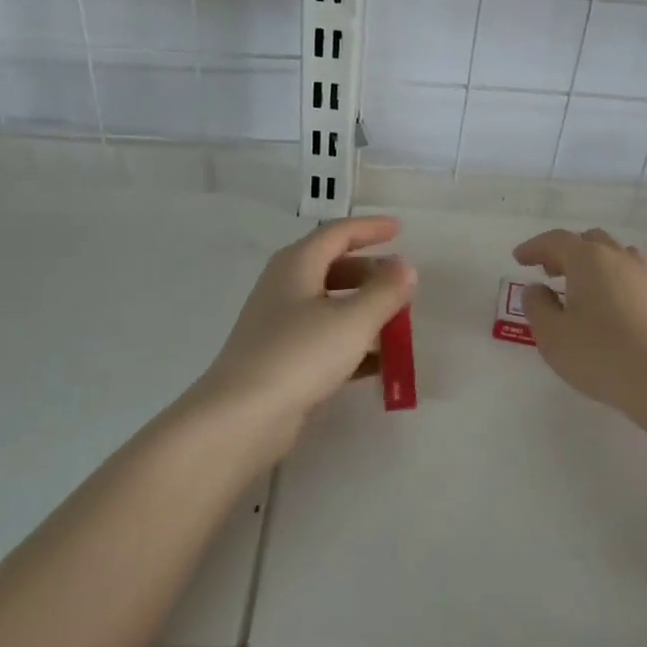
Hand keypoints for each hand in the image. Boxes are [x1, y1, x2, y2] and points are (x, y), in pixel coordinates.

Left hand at [194, 216, 416, 455]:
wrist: (241, 417)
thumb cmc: (299, 355)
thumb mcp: (352, 320)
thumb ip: (384, 292)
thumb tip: (405, 267)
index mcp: (297, 265)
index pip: (338, 233)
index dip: (370, 228)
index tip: (400, 230)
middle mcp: (285, 288)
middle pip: (333, 268)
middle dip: (371, 273)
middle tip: (402, 285)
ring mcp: (280, 325)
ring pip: (330, 306)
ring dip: (364, 310)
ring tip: (397, 324)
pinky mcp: (282, 359)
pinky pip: (325, 340)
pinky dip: (352, 344)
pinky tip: (379, 364)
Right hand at [512, 228, 646, 416]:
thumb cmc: (599, 354)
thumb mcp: (552, 334)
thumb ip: (537, 306)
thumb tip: (537, 289)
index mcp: (588, 259)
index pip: (556, 241)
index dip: (534, 247)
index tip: (519, 258)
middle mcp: (618, 258)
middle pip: (588, 241)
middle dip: (565, 252)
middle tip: (548, 271)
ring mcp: (644, 276)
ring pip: (613, 255)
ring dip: (592, 263)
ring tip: (579, 286)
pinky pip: (629, 275)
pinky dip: (612, 279)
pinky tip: (607, 304)